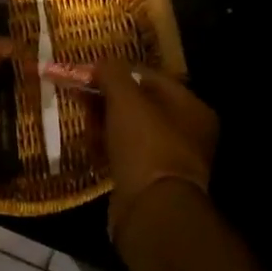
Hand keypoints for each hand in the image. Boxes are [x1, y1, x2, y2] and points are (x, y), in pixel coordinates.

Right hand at [94, 61, 219, 245]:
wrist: (151, 209)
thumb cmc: (145, 144)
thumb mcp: (125, 99)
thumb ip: (113, 73)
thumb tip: (102, 61)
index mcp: (191, 107)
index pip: (150, 76)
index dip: (117, 72)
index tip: (88, 73)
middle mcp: (187, 131)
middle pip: (139, 103)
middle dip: (107, 98)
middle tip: (80, 96)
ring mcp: (170, 158)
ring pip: (130, 130)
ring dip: (104, 123)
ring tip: (83, 123)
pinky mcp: (151, 180)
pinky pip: (126, 154)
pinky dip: (108, 147)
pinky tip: (90, 146)